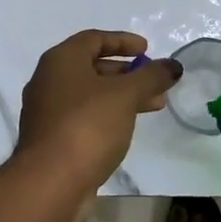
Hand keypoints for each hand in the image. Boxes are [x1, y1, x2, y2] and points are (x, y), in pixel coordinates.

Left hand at [15, 30, 181, 197]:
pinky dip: (108, 115)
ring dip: (122, 96)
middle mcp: (48, 81)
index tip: (147, 50)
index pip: (94, 39)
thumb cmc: (87, 125)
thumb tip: (172, 66)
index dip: (123, 41)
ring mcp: (47, 112)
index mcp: (61, 61)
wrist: (50, 182)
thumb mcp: (126, 95)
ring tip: (153, 105)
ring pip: (90, 94)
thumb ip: (151, 76)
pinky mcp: (52, 139)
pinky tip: (128, 127)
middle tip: (155, 82)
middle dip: (127, 73)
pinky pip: (84, 116)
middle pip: (92, 67)